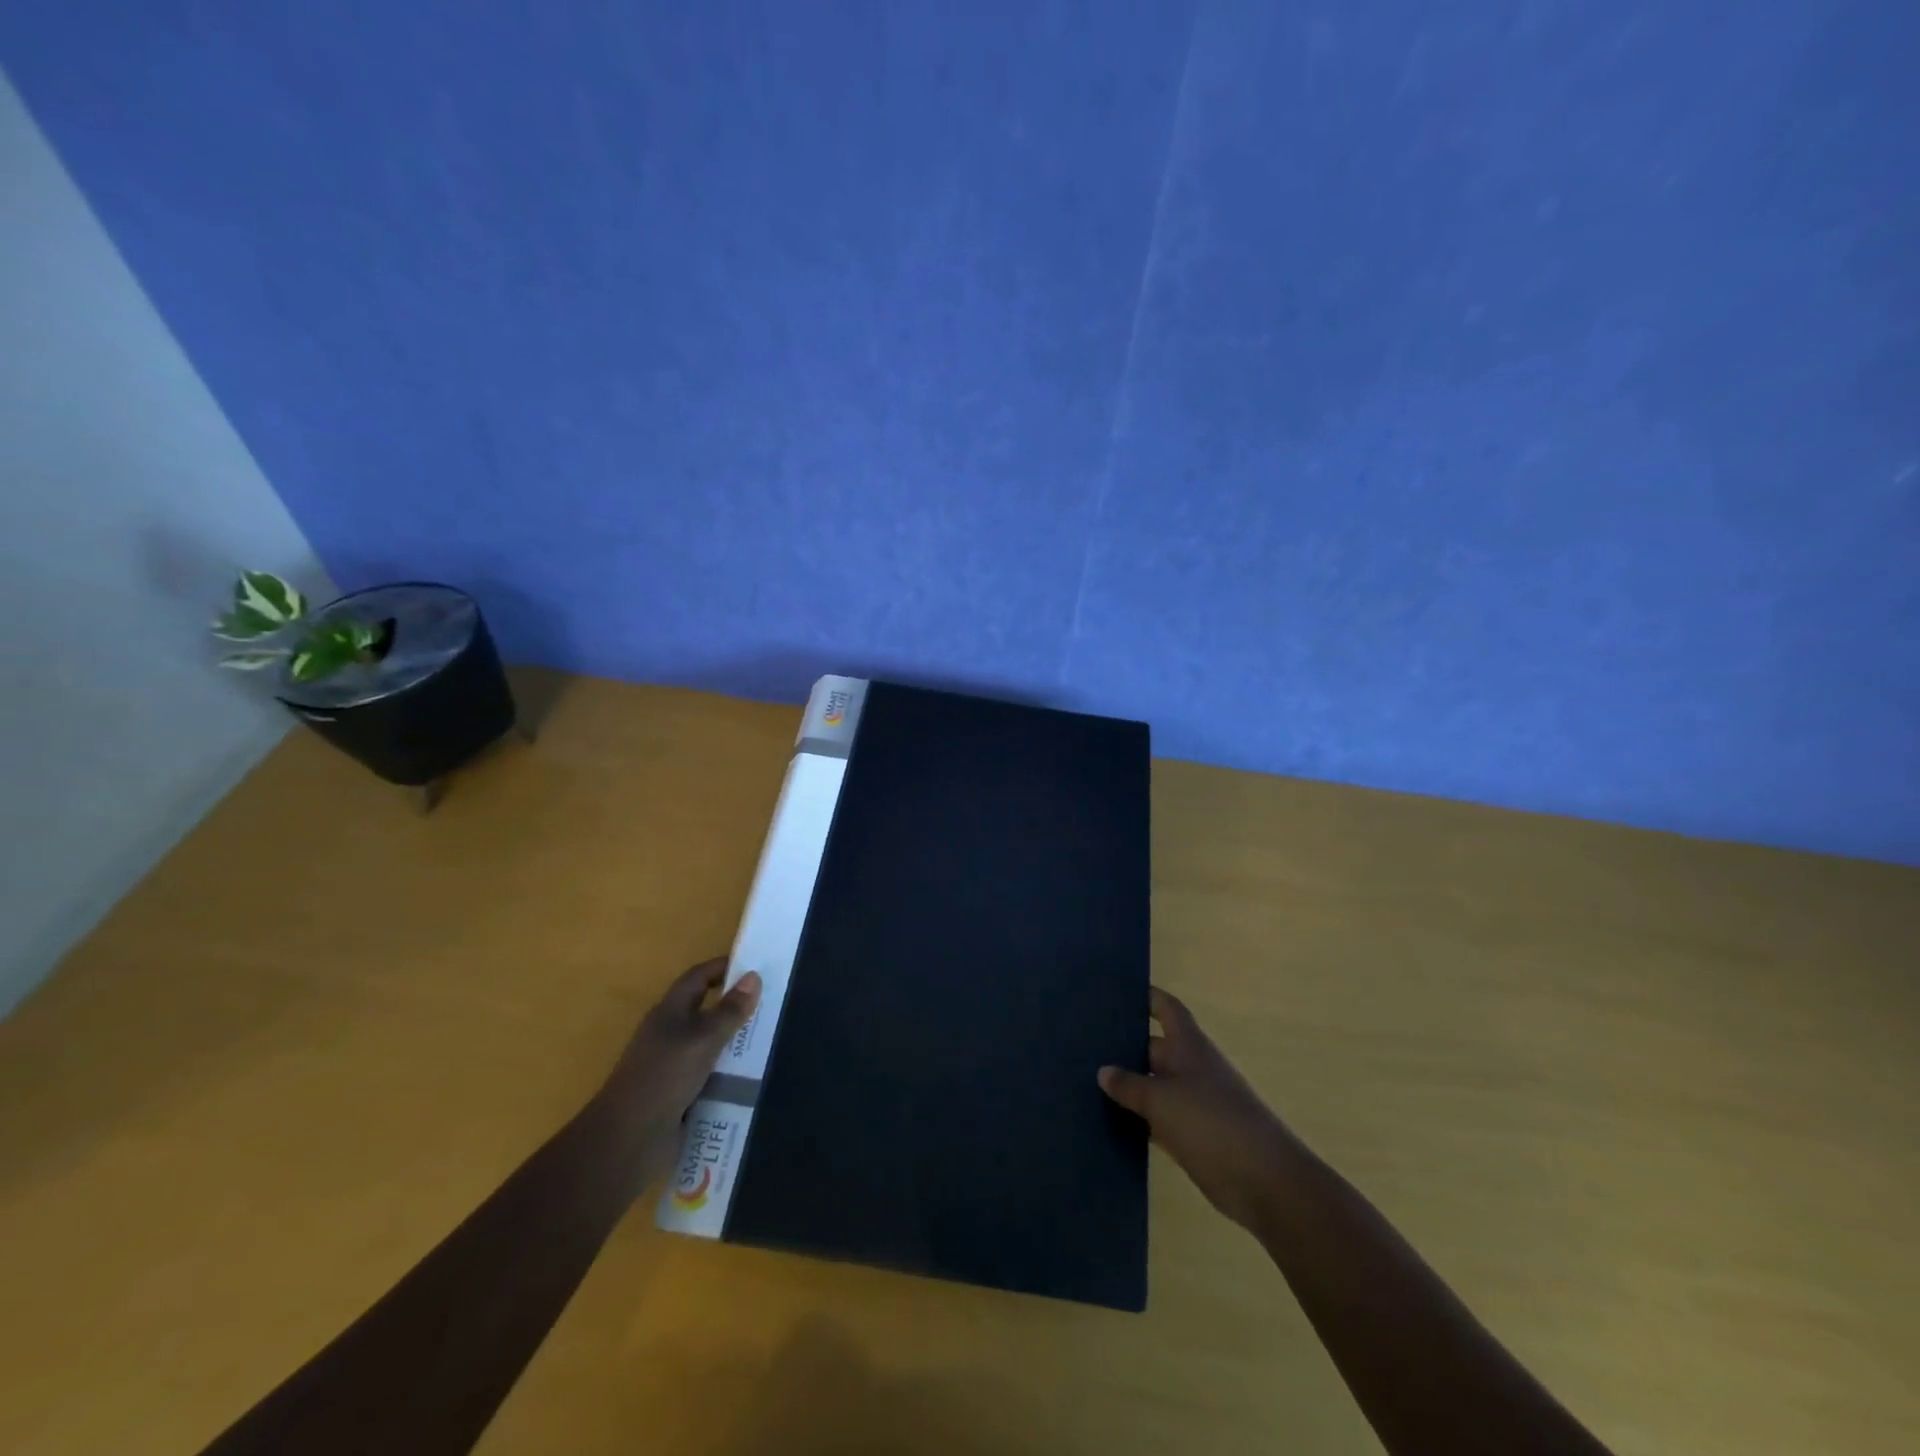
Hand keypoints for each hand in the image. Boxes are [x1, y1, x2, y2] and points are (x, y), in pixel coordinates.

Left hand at [592, 958, 760, 1187]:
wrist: (626, 1141)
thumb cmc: (663, 1078)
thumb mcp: (702, 1040)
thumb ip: (729, 1011)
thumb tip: (754, 976)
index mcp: (669, 1012)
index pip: (698, 977)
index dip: (723, 967)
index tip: (756, 966)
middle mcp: (670, 1034)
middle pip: (706, 1011)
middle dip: (736, 1006)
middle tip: (773, 1004)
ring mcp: (673, 1067)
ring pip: (711, 1045)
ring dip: (736, 1043)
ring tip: (773, 1040)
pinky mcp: (679, 1095)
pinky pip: (711, 1076)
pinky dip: (730, 1074)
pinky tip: (755, 1078)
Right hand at [1099, 987, 1297, 1230]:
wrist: (1263, 1181)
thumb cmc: (1210, 1122)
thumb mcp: (1161, 1099)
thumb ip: (1129, 1084)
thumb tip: (1103, 1071)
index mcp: (1189, 1046)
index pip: (1167, 1009)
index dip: (1147, 997)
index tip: (1118, 992)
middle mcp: (1191, 1068)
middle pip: (1154, 1047)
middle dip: (1124, 1046)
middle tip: (1083, 1044)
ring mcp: (1193, 1103)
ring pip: (1153, 1086)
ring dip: (1127, 1087)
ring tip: (1085, 1080)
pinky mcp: (1192, 1136)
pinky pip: (1158, 1120)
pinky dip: (1137, 1119)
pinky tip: (1106, 1121)